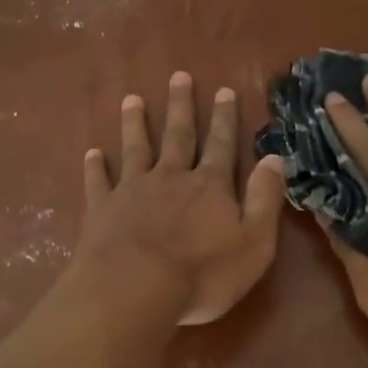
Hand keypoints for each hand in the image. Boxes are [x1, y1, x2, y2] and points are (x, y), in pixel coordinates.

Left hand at [76, 71, 286, 325]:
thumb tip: (275, 158)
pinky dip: (95, 166)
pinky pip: (98, 182)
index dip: (225, 118)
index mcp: (210, 186)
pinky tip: (92, 153)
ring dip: (135, 123)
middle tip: (178, 76)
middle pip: (178, 135)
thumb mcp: (254, 243)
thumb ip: (264, 199)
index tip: (224, 90)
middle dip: (180, 106)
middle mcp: (171, 178)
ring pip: (135, 148)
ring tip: (132, 100)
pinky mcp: (102, 210)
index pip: (221, 144)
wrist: (135, 291)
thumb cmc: (202, 274)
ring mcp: (132, 191)